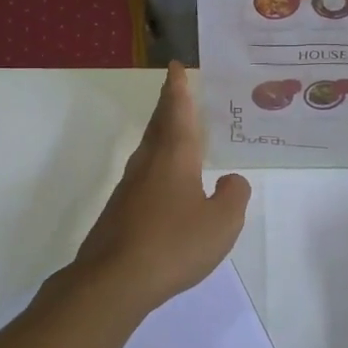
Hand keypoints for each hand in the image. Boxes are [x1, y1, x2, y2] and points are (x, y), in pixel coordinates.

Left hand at [72, 63, 251, 313]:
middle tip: (176, 88)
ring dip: (161, 132)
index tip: (176, 67)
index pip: (178, 111)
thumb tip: (231, 181)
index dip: (179, 88)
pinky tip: (165, 181)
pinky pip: (144, 174)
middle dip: (169, 104)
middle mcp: (148, 163)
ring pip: (149, 149)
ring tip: (174, 128)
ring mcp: (129, 187)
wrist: (114, 280)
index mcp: (174, 157)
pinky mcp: (120, 210)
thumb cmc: (174, 244)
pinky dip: (157, 162)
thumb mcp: (221, 223)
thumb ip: (233, 196)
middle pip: (159, 125)